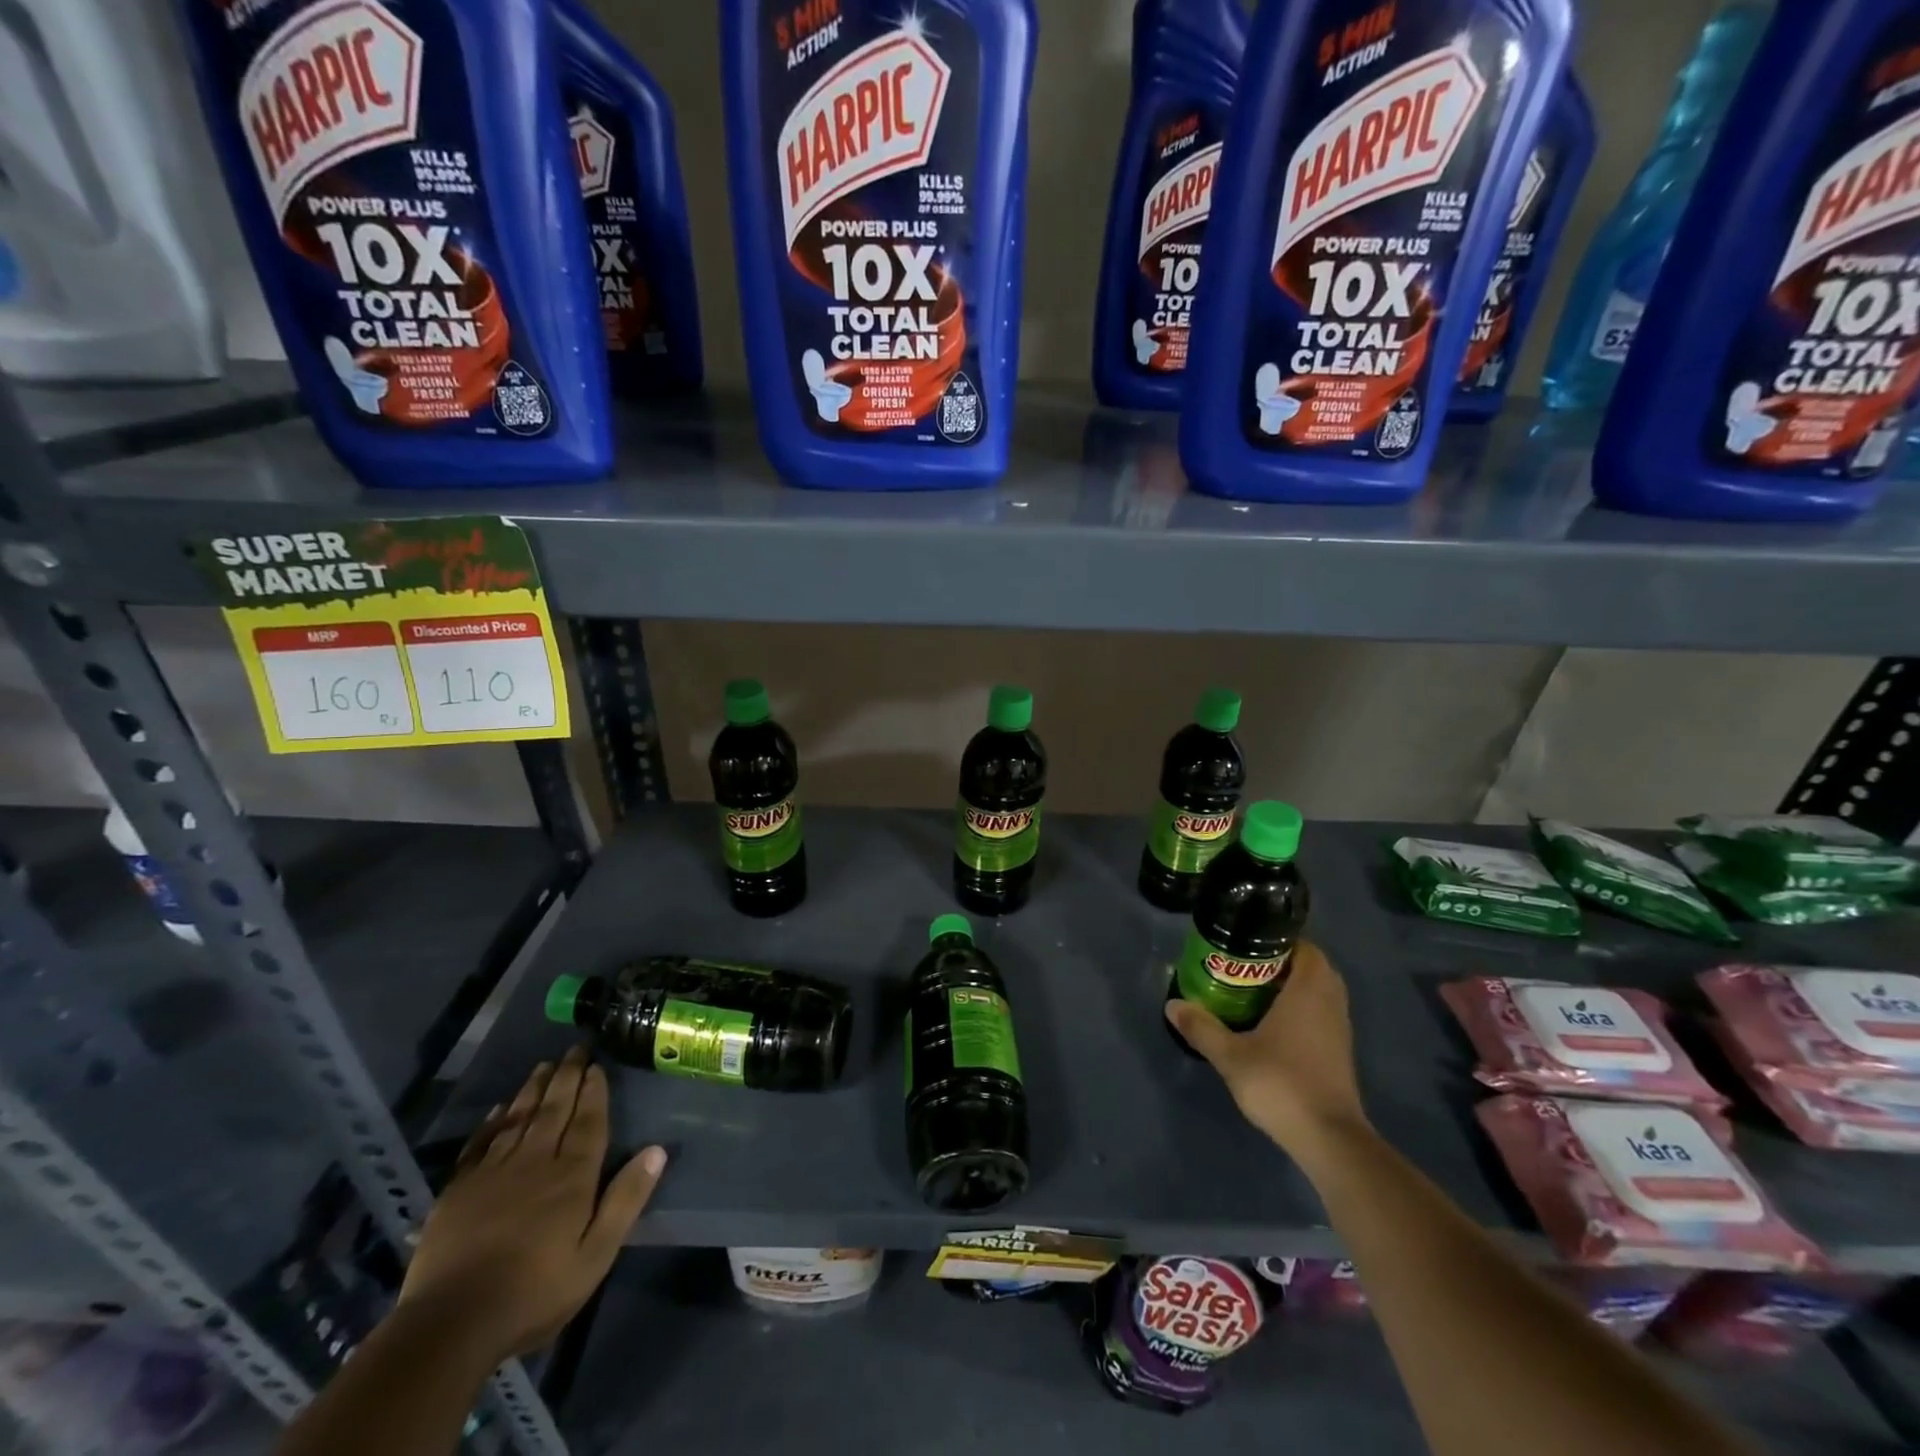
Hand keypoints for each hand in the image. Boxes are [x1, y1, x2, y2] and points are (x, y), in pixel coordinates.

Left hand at [398, 1047, 666, 1362]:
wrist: (449, 1326)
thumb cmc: (534, 1293)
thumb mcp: (595, 1255)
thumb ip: (625, 1200)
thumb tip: (657, 1150)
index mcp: (572, 1177)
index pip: (589, 1122)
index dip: (594, 1092)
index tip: (597, 1066)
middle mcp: (535, 1162)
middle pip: (555, 1110)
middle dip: (567, 1077)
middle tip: (575, 1049)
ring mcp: (493, 1173)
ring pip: (519, 1119)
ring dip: (534, 1089)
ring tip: (544, 1065)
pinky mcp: (458, 1190)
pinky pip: (481, 1144)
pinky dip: (493, 1122)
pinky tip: (500, 1109)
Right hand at [1165, 941, 1369, 1159]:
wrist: (1329, 1139)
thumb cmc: (1282, 1084)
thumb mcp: (1231, 1056)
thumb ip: (1202, 1028)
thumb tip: (1172, 1005)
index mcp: (1309, 991)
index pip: (1305, 947)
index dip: (1279, 939)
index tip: (1248, 941)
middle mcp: (1330, 1002)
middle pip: (1311, 966)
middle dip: (1281, 962)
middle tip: (1245, 964)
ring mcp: (1339, 1028)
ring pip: (1319, 992)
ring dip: (1292, 986)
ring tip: (1253, 989)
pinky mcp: (1339, 1051)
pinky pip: (1321, 1013)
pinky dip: (1300, 1008)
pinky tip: (1271, 1023)